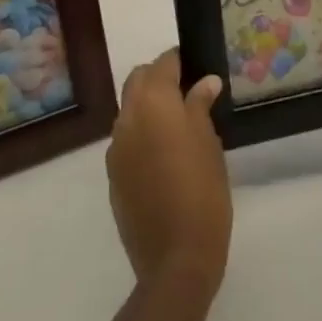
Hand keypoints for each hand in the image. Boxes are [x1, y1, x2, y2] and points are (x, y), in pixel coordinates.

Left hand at [107, 49, 230, 299]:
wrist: (175, 259)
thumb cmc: (202, 191)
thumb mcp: (209, 142)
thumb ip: (200, 105)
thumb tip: (205, 82)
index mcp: (153, 102)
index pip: (163, 63)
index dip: (180, 61)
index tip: (197, 69)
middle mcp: (127, 117)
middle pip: (139, 80)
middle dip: (159, 78)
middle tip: (187, 93)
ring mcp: (116, 148)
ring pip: (129, 109)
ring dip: (148, 107)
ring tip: (177, 125)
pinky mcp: (112, 175)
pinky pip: (125, 140)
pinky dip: (141, 134)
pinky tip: (163, 156)